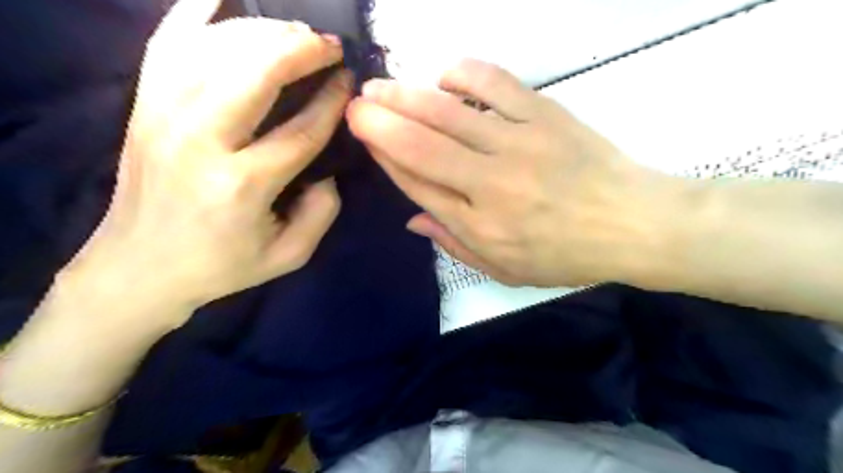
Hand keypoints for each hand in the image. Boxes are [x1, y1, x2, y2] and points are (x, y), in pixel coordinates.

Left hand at [60, 0, 348, 332]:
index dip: (331, 102)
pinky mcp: (143, 105)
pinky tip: (225, 0)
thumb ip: (321, 215)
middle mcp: (200, 141)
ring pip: (216, 49)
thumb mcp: (288, 256)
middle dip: (301, 50)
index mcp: (242, 185)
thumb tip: (328, 172)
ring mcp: (163, 116)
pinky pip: (167, 43)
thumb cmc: (221, 265)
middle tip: (331, 46)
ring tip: (297, 33)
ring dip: (263, 31)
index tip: (349, 83)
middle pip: (255, 73)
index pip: (300, 131)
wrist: (139, 267)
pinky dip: (195, 14)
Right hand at [348, 59, 684, 287]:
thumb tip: (413, 220)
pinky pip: (495, 84)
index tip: (365, 138)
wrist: (633, 225)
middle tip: (355, 104)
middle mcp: (489, 183)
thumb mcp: (506, 269)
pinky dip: (463, 73)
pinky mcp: (544, 115)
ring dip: (406, 95)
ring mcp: (517, 143)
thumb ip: (455, 245)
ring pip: (447, 113)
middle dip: (379, 121)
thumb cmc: (567, 255)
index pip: (417, 184)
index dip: (385, 158)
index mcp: (478, 225)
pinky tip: (444, 75)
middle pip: (420, 146)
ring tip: (379, 86)